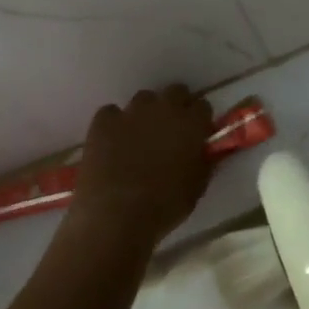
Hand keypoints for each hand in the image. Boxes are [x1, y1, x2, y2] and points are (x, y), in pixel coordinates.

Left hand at [72, 86, 213, 247]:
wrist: (115, 216)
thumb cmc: (164, 206)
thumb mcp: (197, 187)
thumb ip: (204, 162)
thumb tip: (204, 151)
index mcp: (192, 124)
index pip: (203, 106)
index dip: (200, 119)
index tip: (197, 133)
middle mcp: (164, 109)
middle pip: (175, 92)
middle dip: (176, 106)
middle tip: (170, 131)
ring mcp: (131, 112)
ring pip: (144, 99)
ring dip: (146, 113)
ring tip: (139, 137)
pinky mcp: (103, 121)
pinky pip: (111, 112)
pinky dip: (114, 124)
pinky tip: (113, 143)